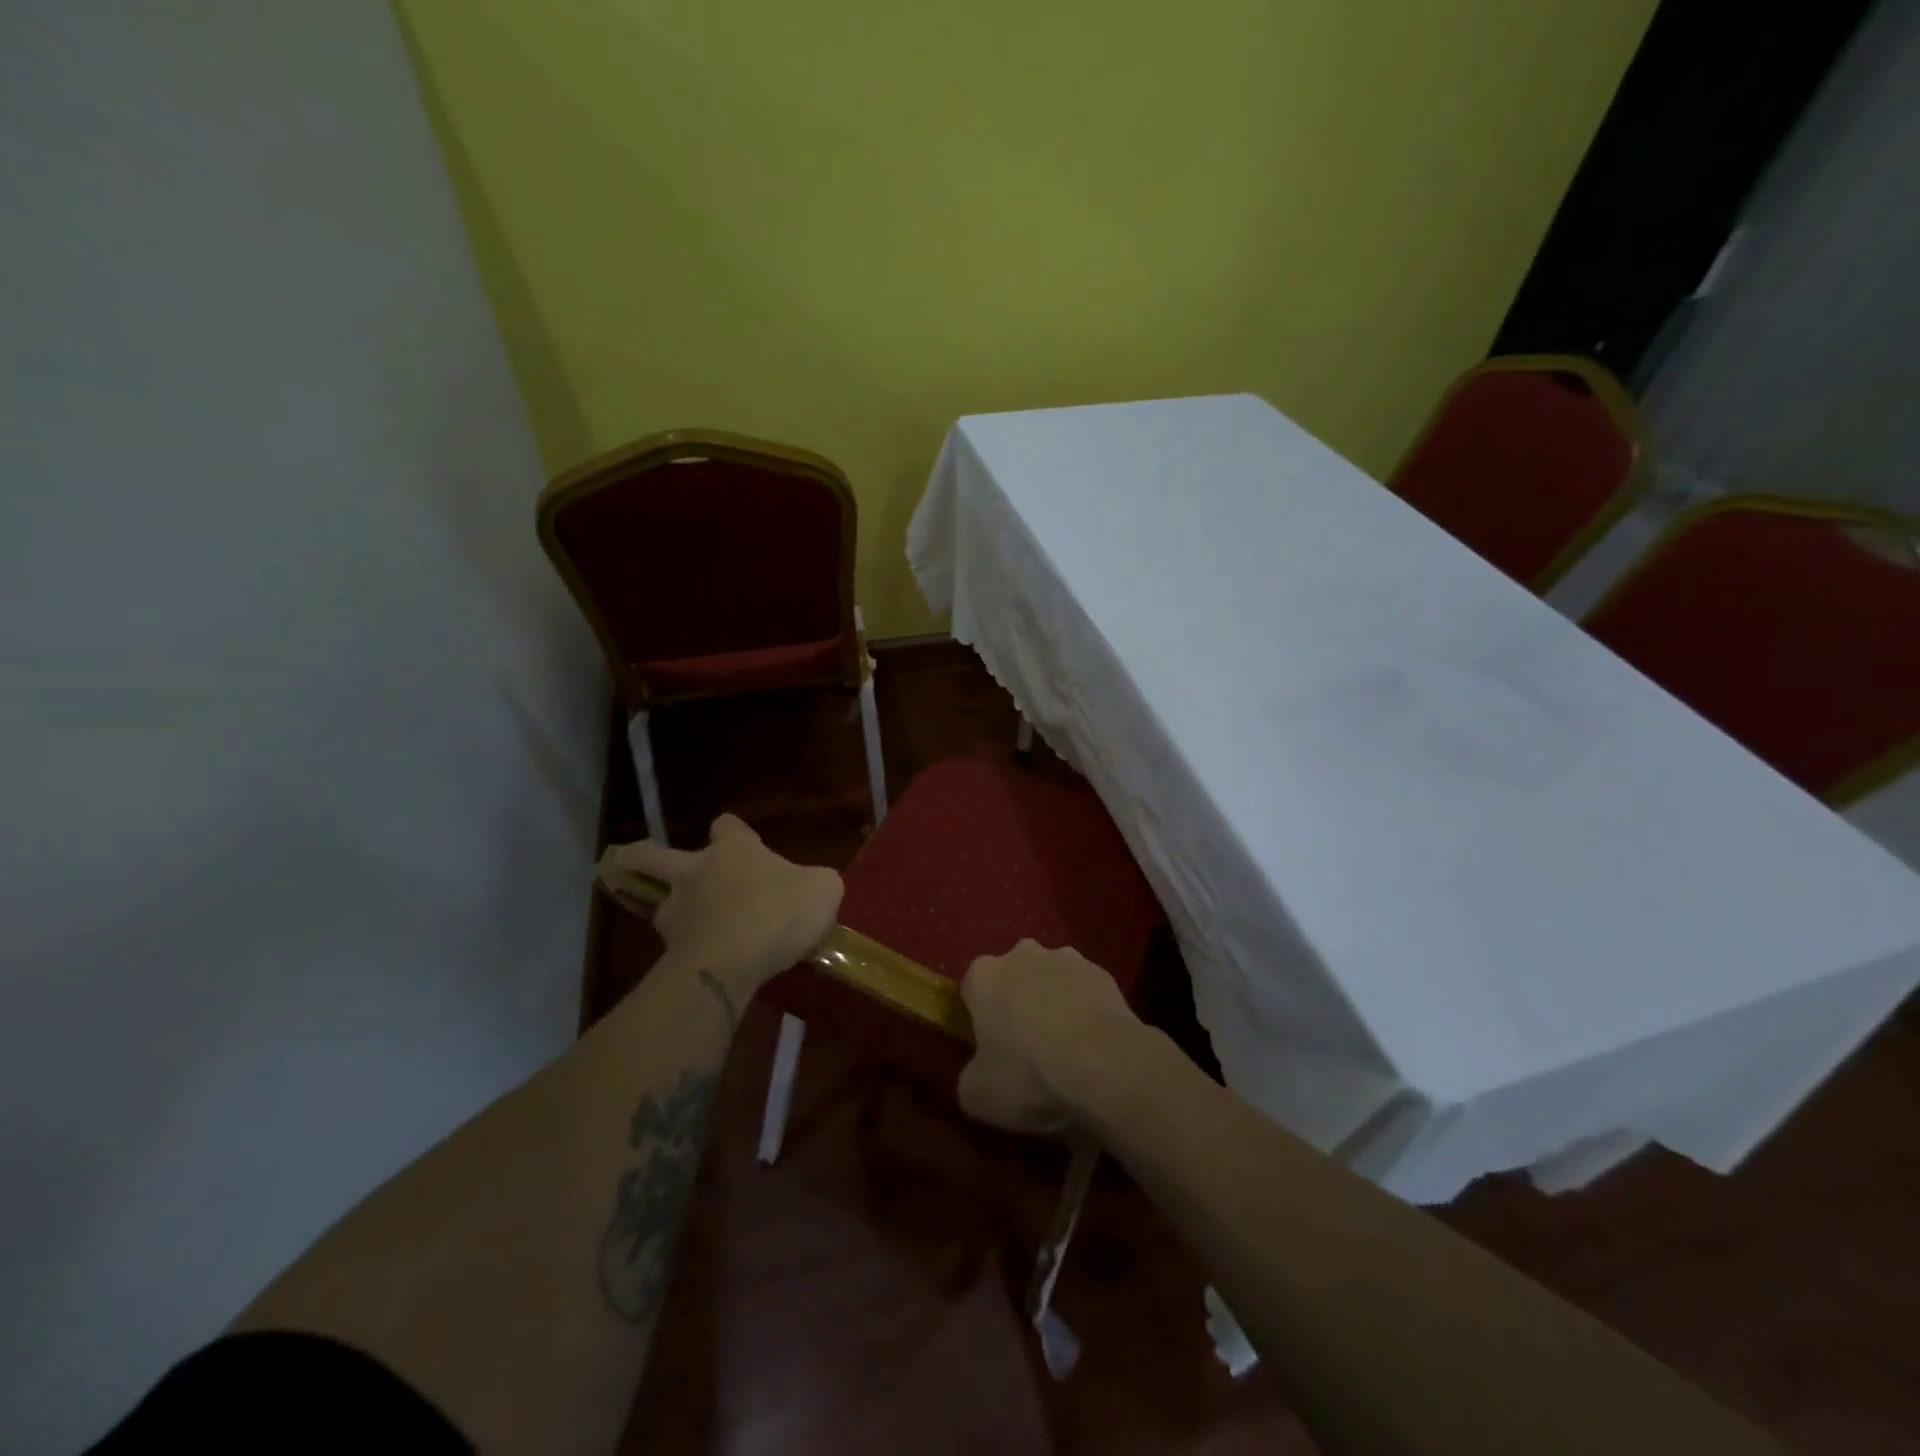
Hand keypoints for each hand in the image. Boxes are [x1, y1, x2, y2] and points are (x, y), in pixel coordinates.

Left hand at [607, 815, 842, 1000]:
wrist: (731, 963)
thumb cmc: (778, 912)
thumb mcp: (823, 890)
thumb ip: (817, 883)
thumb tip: (814, 887)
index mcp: (733, 851)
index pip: (727, 825)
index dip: (734, 831)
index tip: (740, 840)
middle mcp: (696, 873)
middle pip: (652, 855)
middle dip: (641, 856)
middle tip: (630, 859)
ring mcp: (678, 913)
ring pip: (662, 904)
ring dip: (673, 911)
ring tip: (691, 926)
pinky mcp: (671, 952)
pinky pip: (677, 946)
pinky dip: (688, 950)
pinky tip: (707, 962)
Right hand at [957, 939, 1143, 1133]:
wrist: (1104, 1066)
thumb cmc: (1029, 1075)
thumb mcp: (979, 1095)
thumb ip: (969, 1078)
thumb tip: (978, 1075)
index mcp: (984, 976)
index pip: (973, 988)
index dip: (980, 1017)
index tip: (991, 1046)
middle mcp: (1022, 955)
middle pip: (1013, 976)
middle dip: (1017, 1001)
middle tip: (1027, 1045)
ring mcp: (1066, 958)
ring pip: (1051, 979)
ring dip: (1053, 1001)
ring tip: (1066, 1046)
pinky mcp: (1102, 972)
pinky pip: (1085, 990)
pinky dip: (1085, 1009)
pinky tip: (1093, 1043)